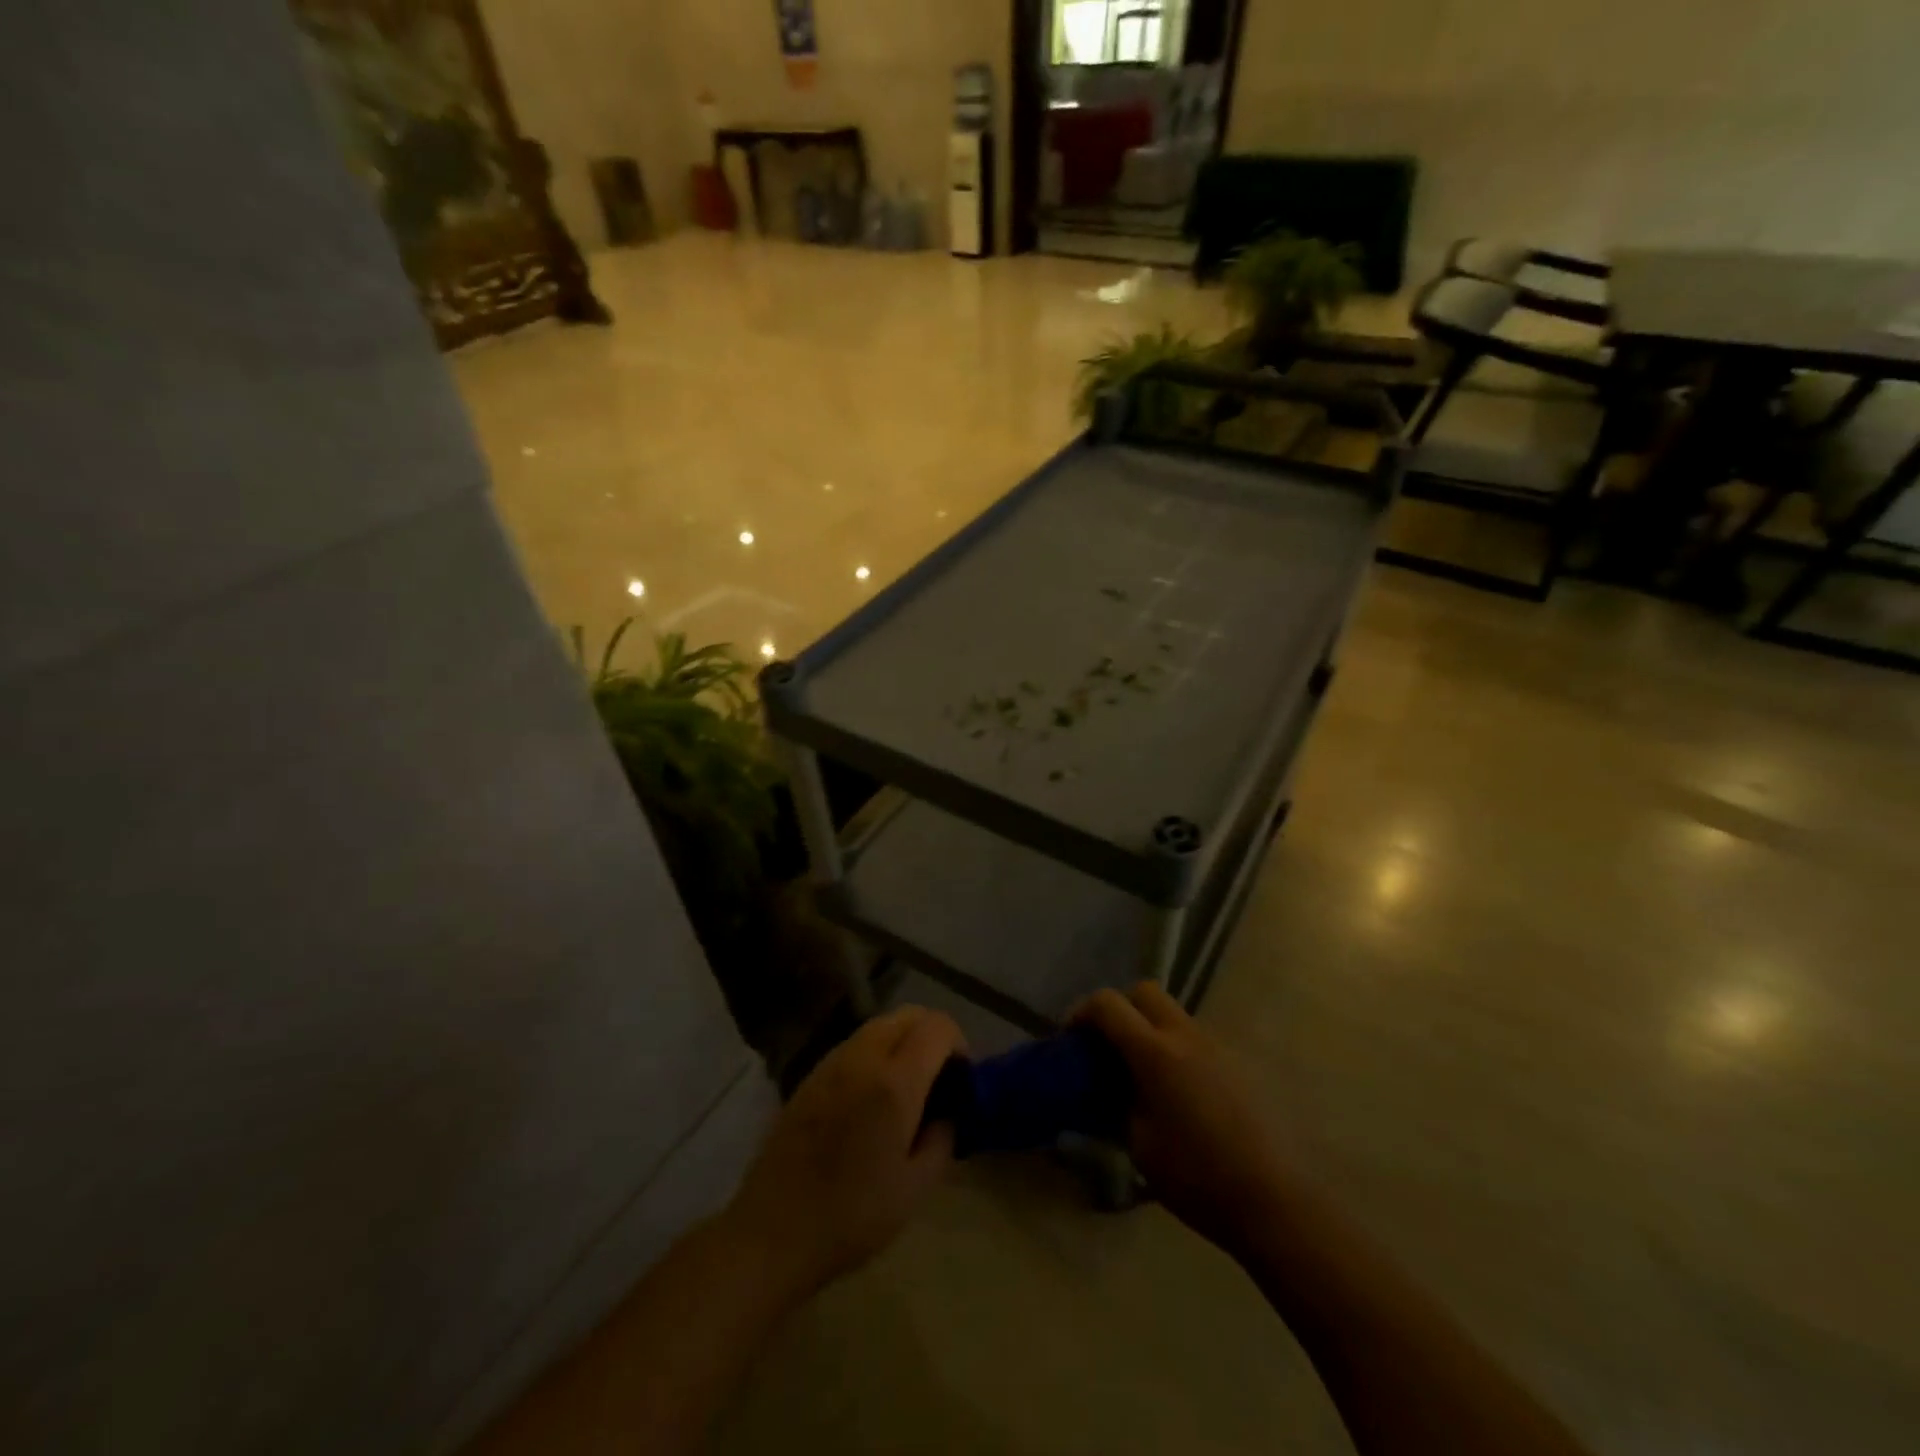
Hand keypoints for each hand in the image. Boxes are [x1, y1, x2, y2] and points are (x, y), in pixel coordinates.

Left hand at [724, 1006, 964, 1301]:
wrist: (773, 1231)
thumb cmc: (852, 1216)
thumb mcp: (915, 1188)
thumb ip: (942, 1138)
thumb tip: (946, 1112)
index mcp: (895, 1082)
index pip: (937, 1026)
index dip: (958, 1043)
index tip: (961, 1078)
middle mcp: (863, 1058)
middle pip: (907, 1015)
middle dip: (931, 1035)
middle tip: (938, 1078)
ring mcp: (831, 1062)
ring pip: (879, 1025)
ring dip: (902, 1041)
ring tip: (906, 1087)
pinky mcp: (810, 1075)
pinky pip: (854, 1044)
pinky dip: (875, 1053)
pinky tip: (871, 1097)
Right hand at [1074, 982, 1296, 1253]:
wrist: (1274, 1201)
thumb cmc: (1197, 1177)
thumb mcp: (1140, 1145)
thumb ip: (1119, 1104)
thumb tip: (1110, 1090)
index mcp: (1155, 1053)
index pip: (1109, 1004)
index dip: (1083, 1011)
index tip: (1071, 1037)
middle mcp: (1186, 1036)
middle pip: (1145, 992)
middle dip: (1120, 1008)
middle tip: (1108, 1044)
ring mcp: (1217, 1047)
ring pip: (1174, 1014)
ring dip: (1150, 1029)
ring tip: (1143, 1075)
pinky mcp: (1239, 1065)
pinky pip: (1197, 1040)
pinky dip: (1177, 1050)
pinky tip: (1179, 1095)